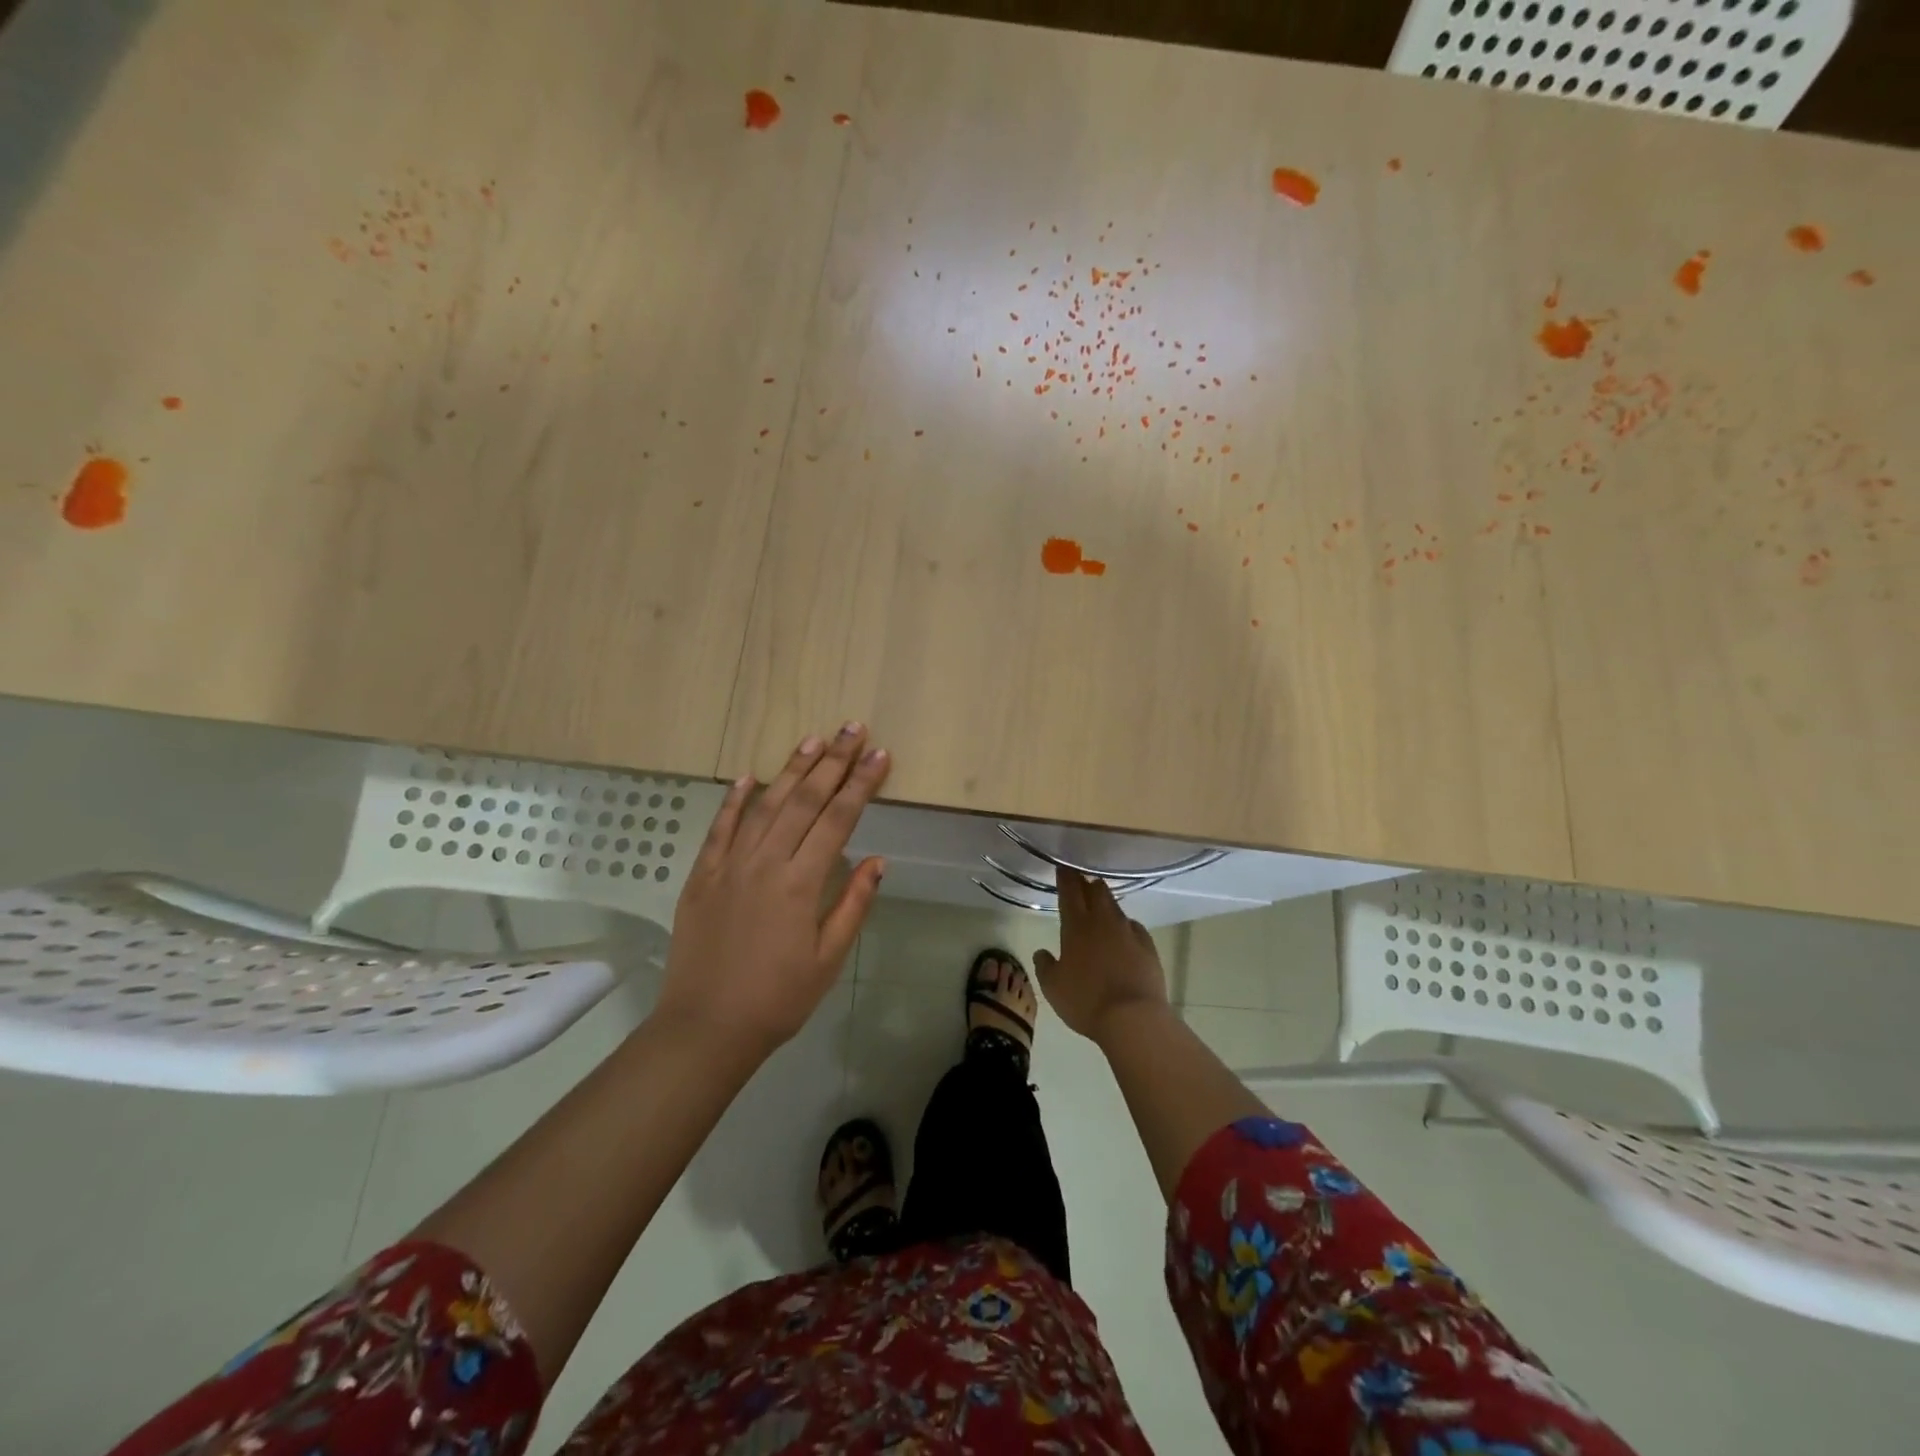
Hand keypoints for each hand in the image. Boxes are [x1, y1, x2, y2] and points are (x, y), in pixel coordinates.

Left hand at [658, 724, 889, 1058]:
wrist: (706, 1026)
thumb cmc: (778, 998)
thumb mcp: (827, 959)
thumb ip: (853, 904)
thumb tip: (877, 860)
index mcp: (801, 883)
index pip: (838, 820)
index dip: (861, 784)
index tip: (880, 755)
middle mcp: (765, 862)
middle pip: (804, 800)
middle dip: (832, 761)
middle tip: (852, 729)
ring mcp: (729, 865)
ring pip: (765, 805)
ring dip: (791, 770)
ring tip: (813, 740)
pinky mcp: (702, 875)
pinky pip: (720, 828)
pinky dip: (735, 800)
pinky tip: (750, 776)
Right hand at [1033, 869, 1171, 1044]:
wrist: (1133, 1018)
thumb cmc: (1086, 1001)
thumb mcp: (1053, 988)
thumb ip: (1045, 966)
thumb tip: (1042, 953)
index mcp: (1076, 927)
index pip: (1070, 892)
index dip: (1066, 878)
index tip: (1063, 867)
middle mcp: (1103, 922)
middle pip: (1097, 891)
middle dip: (1088, 883)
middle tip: (1081, 883)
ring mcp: (1128, 932)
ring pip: (1115, 907)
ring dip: (1106, 902)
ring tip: (1100, 905)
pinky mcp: (1148, 946)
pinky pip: (1134, 927)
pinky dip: (1125, 925)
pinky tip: (1124, 932)